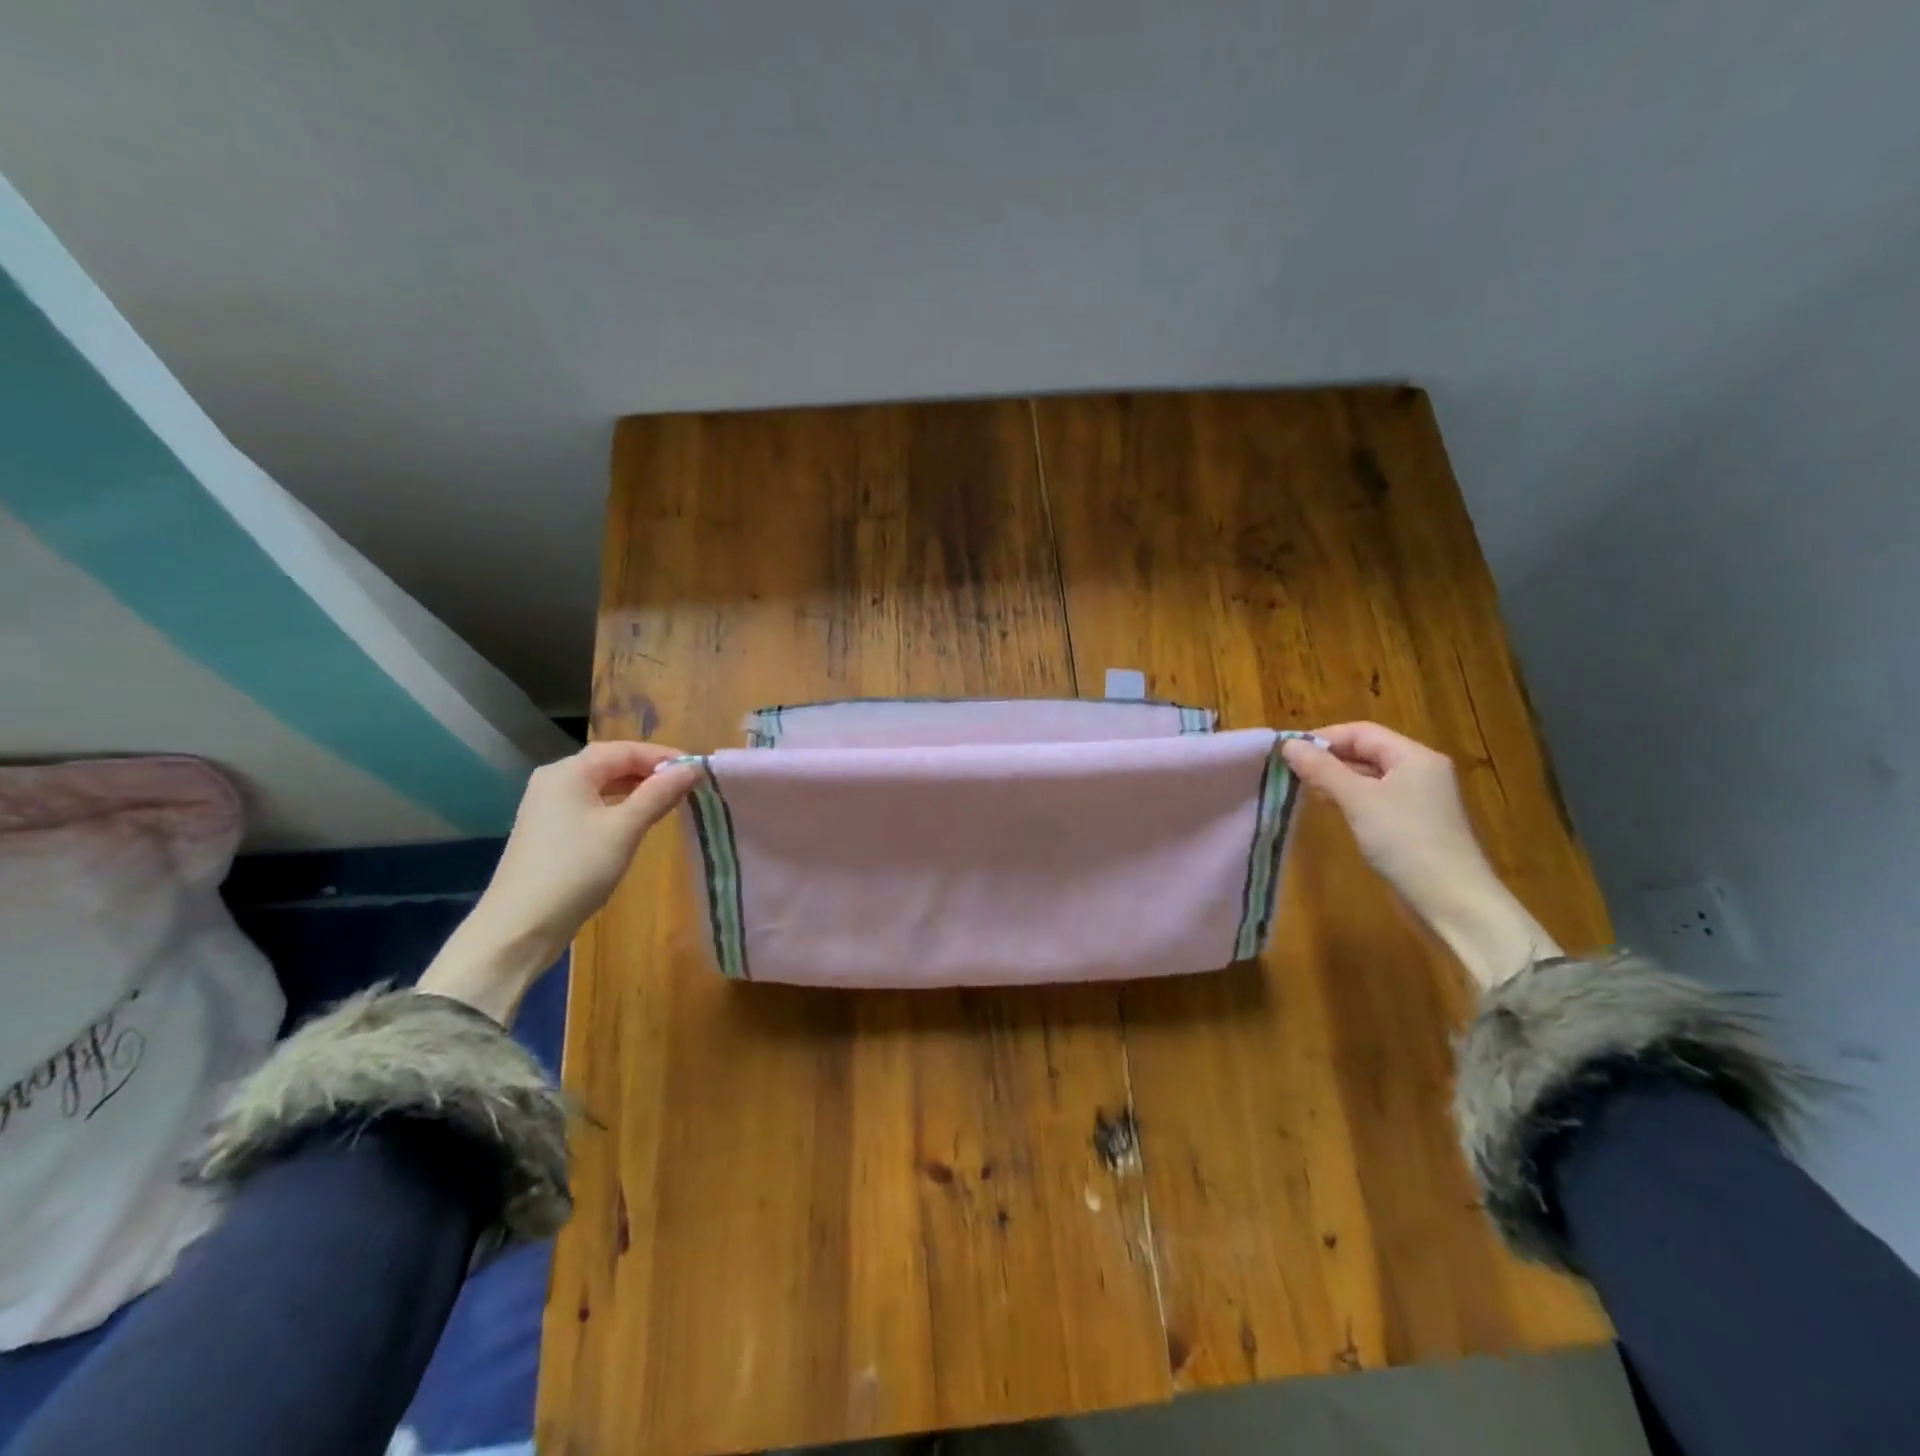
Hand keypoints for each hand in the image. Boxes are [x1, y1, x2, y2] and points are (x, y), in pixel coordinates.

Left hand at [419, 742, 701, 1021]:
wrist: (520, 926)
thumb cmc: (575, 870)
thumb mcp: (624, 829)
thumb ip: (658, 794)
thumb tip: (692, 768)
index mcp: (569, 772)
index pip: (624, 750)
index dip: (662, 756)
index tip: (697, 769)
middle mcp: (554, 780)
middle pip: (610, 764)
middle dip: (650, 771)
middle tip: (687, 784)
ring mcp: (547, 806)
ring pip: (601, 785)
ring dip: (636, 789)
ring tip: (669, 800)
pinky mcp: (548, 830)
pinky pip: (591, 805)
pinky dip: (618, 806)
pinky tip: (636, 821)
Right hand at [1281, 723, 1559, 988]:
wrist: (1452, 902)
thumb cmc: (1405, 841)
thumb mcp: (1358, 800)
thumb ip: (1322, 769)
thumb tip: (1287, 744)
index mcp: (1414, 756)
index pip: (1361, 732)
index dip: (1323, 737)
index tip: (1288, 752)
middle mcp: (1420, 771)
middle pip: (1366, 751)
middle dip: (1328, 758)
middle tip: (1291, 771)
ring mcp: (1419, 799)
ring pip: (1369, 776)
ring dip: (1336, 779)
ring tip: (1304, 789)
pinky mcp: (1413, 824)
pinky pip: (1375, 799)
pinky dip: (1350, 799)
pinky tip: (1331, 809)